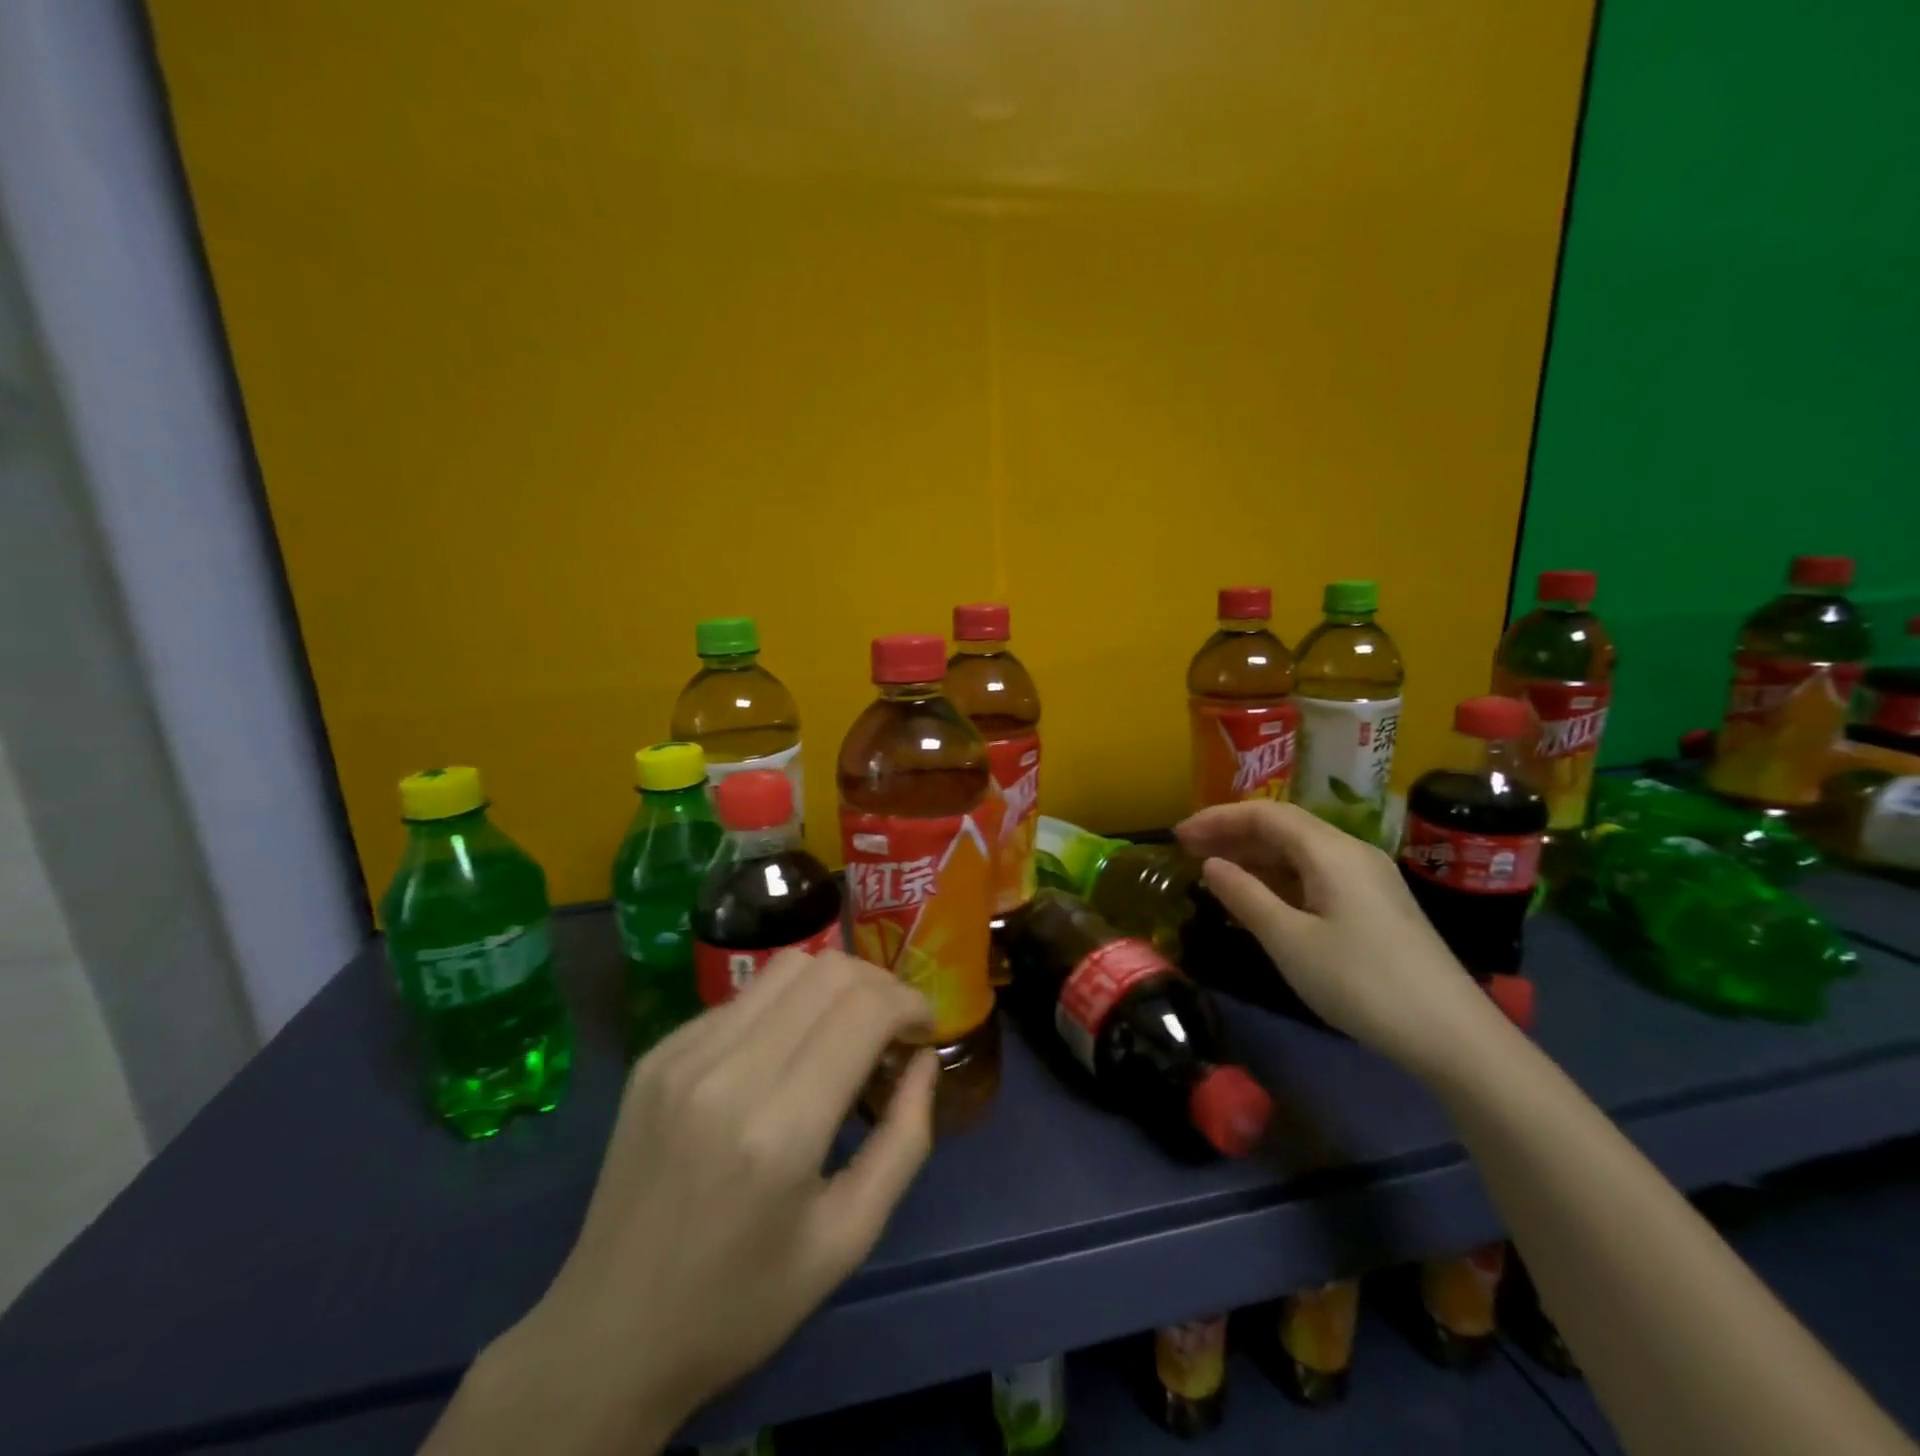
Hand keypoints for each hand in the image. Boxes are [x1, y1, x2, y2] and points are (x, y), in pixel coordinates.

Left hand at [434, 949, 935, 1455]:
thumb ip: (904, 1140)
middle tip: (892, 1031)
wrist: (608, 1335)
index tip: (924, 1031)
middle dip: (880, 986)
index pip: (865, 1008)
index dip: (910, 1004)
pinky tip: (783, 1057)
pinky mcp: (657, 1053)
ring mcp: (682, 1055)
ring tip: (844, 1032)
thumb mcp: (848, 1238)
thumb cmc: (742, 1301)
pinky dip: (784, 1009)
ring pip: (785, 967)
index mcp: (780, 1129)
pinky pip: (742, 999)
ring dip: (834, 986)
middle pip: (829, 970)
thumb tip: (924, 1060)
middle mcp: (728, 1072)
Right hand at [1177, 801, 1504, 1080]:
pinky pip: (1315, 876)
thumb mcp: (1290, 940)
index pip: (1265, 814)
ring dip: (1254, 857)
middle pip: (1283, 828)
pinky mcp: (1374, 906)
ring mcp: (1367, 880)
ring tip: (1214, 873)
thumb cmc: (1361, 981)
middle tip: (1188, 852)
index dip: (1218, 818)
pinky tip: (1258, 899)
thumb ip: (1245, 896)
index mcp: (1331, 851)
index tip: (1178, 835)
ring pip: (1300, 853)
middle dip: (1233, 834)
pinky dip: (1279, 879)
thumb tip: (1212, 865)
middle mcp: (1351, 853)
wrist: (1452, 1035)